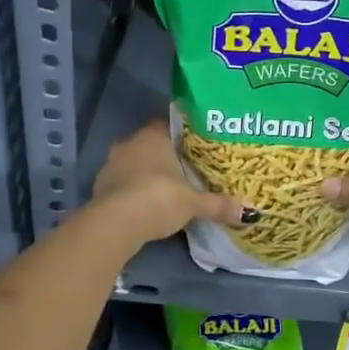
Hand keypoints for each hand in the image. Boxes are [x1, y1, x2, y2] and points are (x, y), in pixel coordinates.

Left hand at [91, 120, 253, 244]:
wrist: (115, 223)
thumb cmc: (159, 199)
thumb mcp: (193, 203)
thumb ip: (218, 205)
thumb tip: (250, 213)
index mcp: (152, 136)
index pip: (167, 125)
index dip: (180, 136)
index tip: (193, 148)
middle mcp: (129, 143)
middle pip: (149, 144)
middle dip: (163, 156)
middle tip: (183, 170)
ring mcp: (110, 164)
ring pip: (132, 163)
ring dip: (144, 173)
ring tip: (164, 189)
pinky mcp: (99, 186)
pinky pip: (120, 183)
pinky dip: (131, 191)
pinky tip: (143, 205)